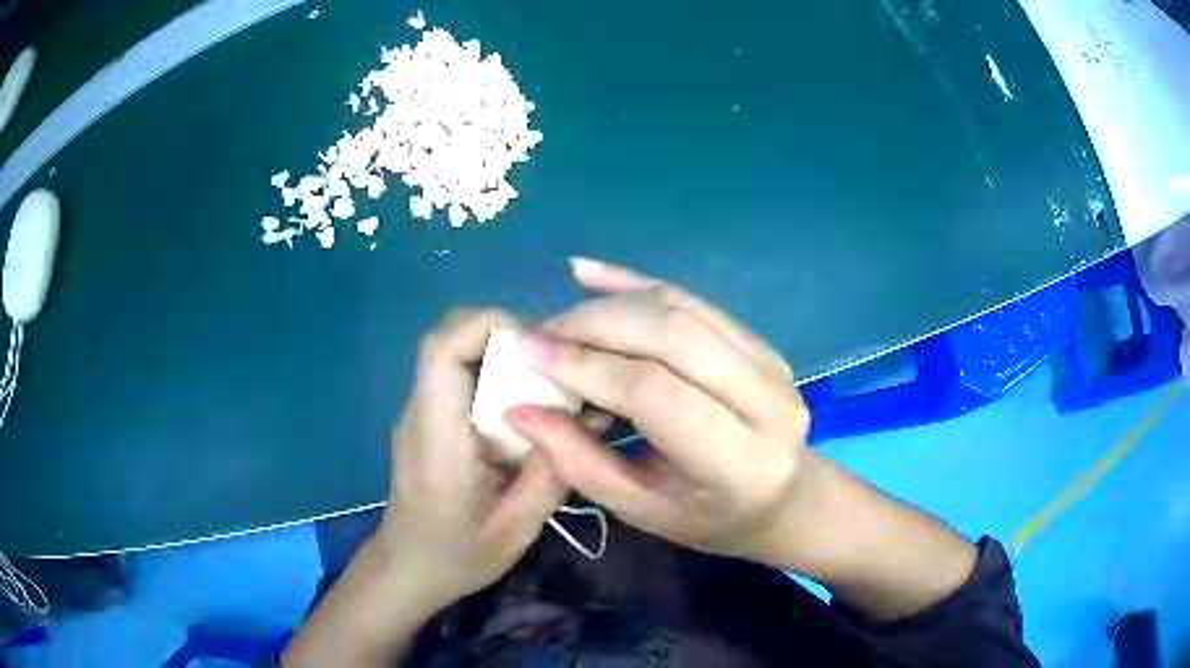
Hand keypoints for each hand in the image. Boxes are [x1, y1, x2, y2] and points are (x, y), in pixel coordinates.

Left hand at [377, 308, 567, 610]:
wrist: (409, 569)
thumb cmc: (457, 556)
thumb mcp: (516, 530)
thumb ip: (550, 474)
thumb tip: (588, 417)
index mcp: (436, 437)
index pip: (441, 349)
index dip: (489, 326)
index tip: (540, 347)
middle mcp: (420, 412)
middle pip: (449, 337)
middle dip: (505, 335)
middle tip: (554, 365)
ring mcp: (420, 413)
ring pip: (455, 351)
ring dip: (502, 353)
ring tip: (548, 384)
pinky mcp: (429, 420)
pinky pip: (459, 376)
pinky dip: (494, 374)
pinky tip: (526, 408)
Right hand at [505, 258, 809, 562]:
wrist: (785, 500)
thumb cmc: (710, 521)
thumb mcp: (641, 510)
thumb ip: (578, 461)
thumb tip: (519, 409)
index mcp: (739, 462)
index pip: (654, 393)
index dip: (585, 366)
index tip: (525, 351)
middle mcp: (767, 402)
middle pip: (672, 336)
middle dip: (594, 325)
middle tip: (540, 333)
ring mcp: (771, 364)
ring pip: (682, 309)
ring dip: (611, 304)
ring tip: (560, 319)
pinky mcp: (761, 343)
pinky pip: (694, 302)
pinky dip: (638, 285)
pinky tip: (590, 275)